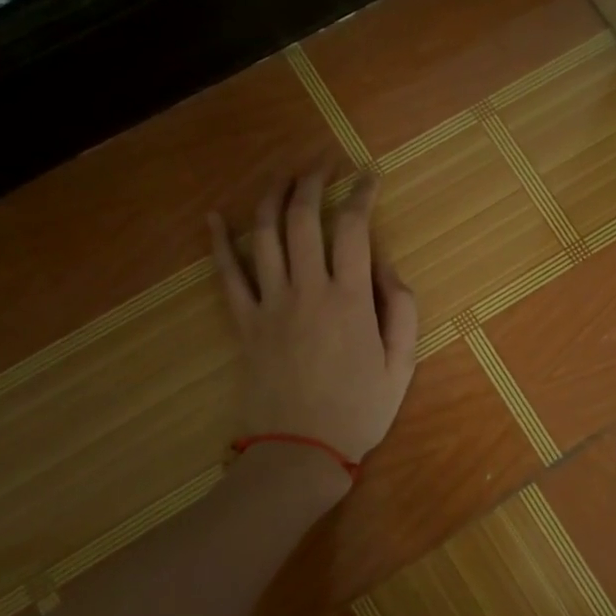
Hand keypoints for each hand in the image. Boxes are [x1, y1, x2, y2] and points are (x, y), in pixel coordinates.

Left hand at [210, 173, 417, 475]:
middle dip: (312, 182)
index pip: (354, 228)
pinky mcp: (243, 323)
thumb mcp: (402, 364)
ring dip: (272, 197)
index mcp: (350, 299)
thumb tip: (385, 264)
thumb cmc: (359, 410)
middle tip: (322, 164)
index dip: (362, 194)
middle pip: (303, 218)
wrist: (300, 452)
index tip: (369, 176)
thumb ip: (401, 308)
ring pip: (264, 235)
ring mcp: (270, 304)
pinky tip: (213, 218)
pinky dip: (218, 243)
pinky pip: (226, 275)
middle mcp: (308, 290)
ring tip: (282, 176)